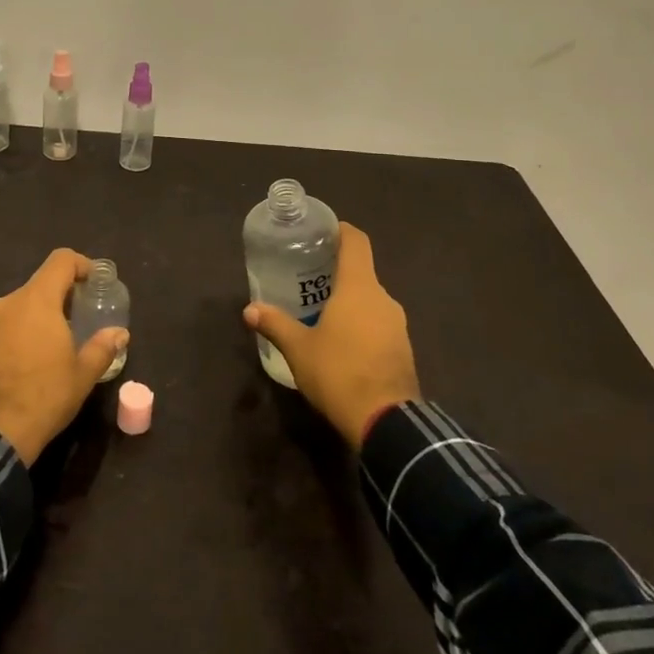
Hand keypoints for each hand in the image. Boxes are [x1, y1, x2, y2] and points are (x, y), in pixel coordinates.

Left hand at [0, 248, 129, 465]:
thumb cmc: (45, 396)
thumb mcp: (83, 375)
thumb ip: (103, 347)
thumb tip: (120, 333)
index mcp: (37, 300)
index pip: (61, 260)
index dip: (81, 264)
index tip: (93, 282)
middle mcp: (8, 302)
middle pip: (40, 285)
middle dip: (61, 297)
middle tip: (79, 320)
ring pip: (19, 307)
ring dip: (38, 317)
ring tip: (53, 345)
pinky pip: (2, 327)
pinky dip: (18, 334)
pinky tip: (27, 363)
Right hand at [244, 223, 419, 449]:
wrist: (387, 422)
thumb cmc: (339, 372)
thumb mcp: (299, 349)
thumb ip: (275, 324)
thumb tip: (250, 309)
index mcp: (359, 287)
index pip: (356, 242)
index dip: (341, 231)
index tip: (322, 232)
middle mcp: (383, 298)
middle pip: (362, 272)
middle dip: (336, 273)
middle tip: (308, 278)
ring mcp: (398, 325)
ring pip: (370, 300)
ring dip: (349, 302)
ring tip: (322, 312)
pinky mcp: (403, 349)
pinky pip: (379, 324)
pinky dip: (361, 325)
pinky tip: (342, 343)